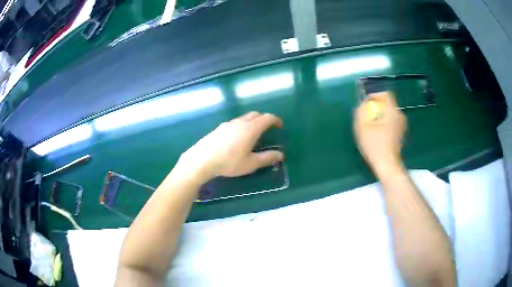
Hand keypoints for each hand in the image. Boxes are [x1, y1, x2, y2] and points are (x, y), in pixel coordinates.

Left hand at [177, 112, 283, 179]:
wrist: (202, 159)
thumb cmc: (229, 162)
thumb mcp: (250, 163)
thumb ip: (267, 158)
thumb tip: (281, 155)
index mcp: (251, 129)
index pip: (267, 118)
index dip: (276, 120)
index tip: (280, 126)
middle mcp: (240, 122)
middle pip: (256, 114)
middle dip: (264, 119)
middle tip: (268, 129)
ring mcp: (228, 124)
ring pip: (244, 118)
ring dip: (252, 122)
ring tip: (253, 135)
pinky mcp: (219, 128)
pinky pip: (235, 122)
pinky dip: (242, 126)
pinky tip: (238, 139)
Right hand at [353, 92, 406, 175]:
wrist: (387, 165)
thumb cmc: (374, 144)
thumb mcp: (362, 125)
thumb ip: (361, 110)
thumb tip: (364, 104)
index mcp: (392, 110)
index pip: (385, 94)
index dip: (375, 96)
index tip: (367, 105)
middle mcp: (400, 115)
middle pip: (387, 105)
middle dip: (376, 108)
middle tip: (366, 118)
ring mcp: (402, 125)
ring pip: (389, 114)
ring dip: (379, 117)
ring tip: (370, 127)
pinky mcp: (401, 134)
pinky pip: (391, 122)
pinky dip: (384, 125)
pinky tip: (377, 135)